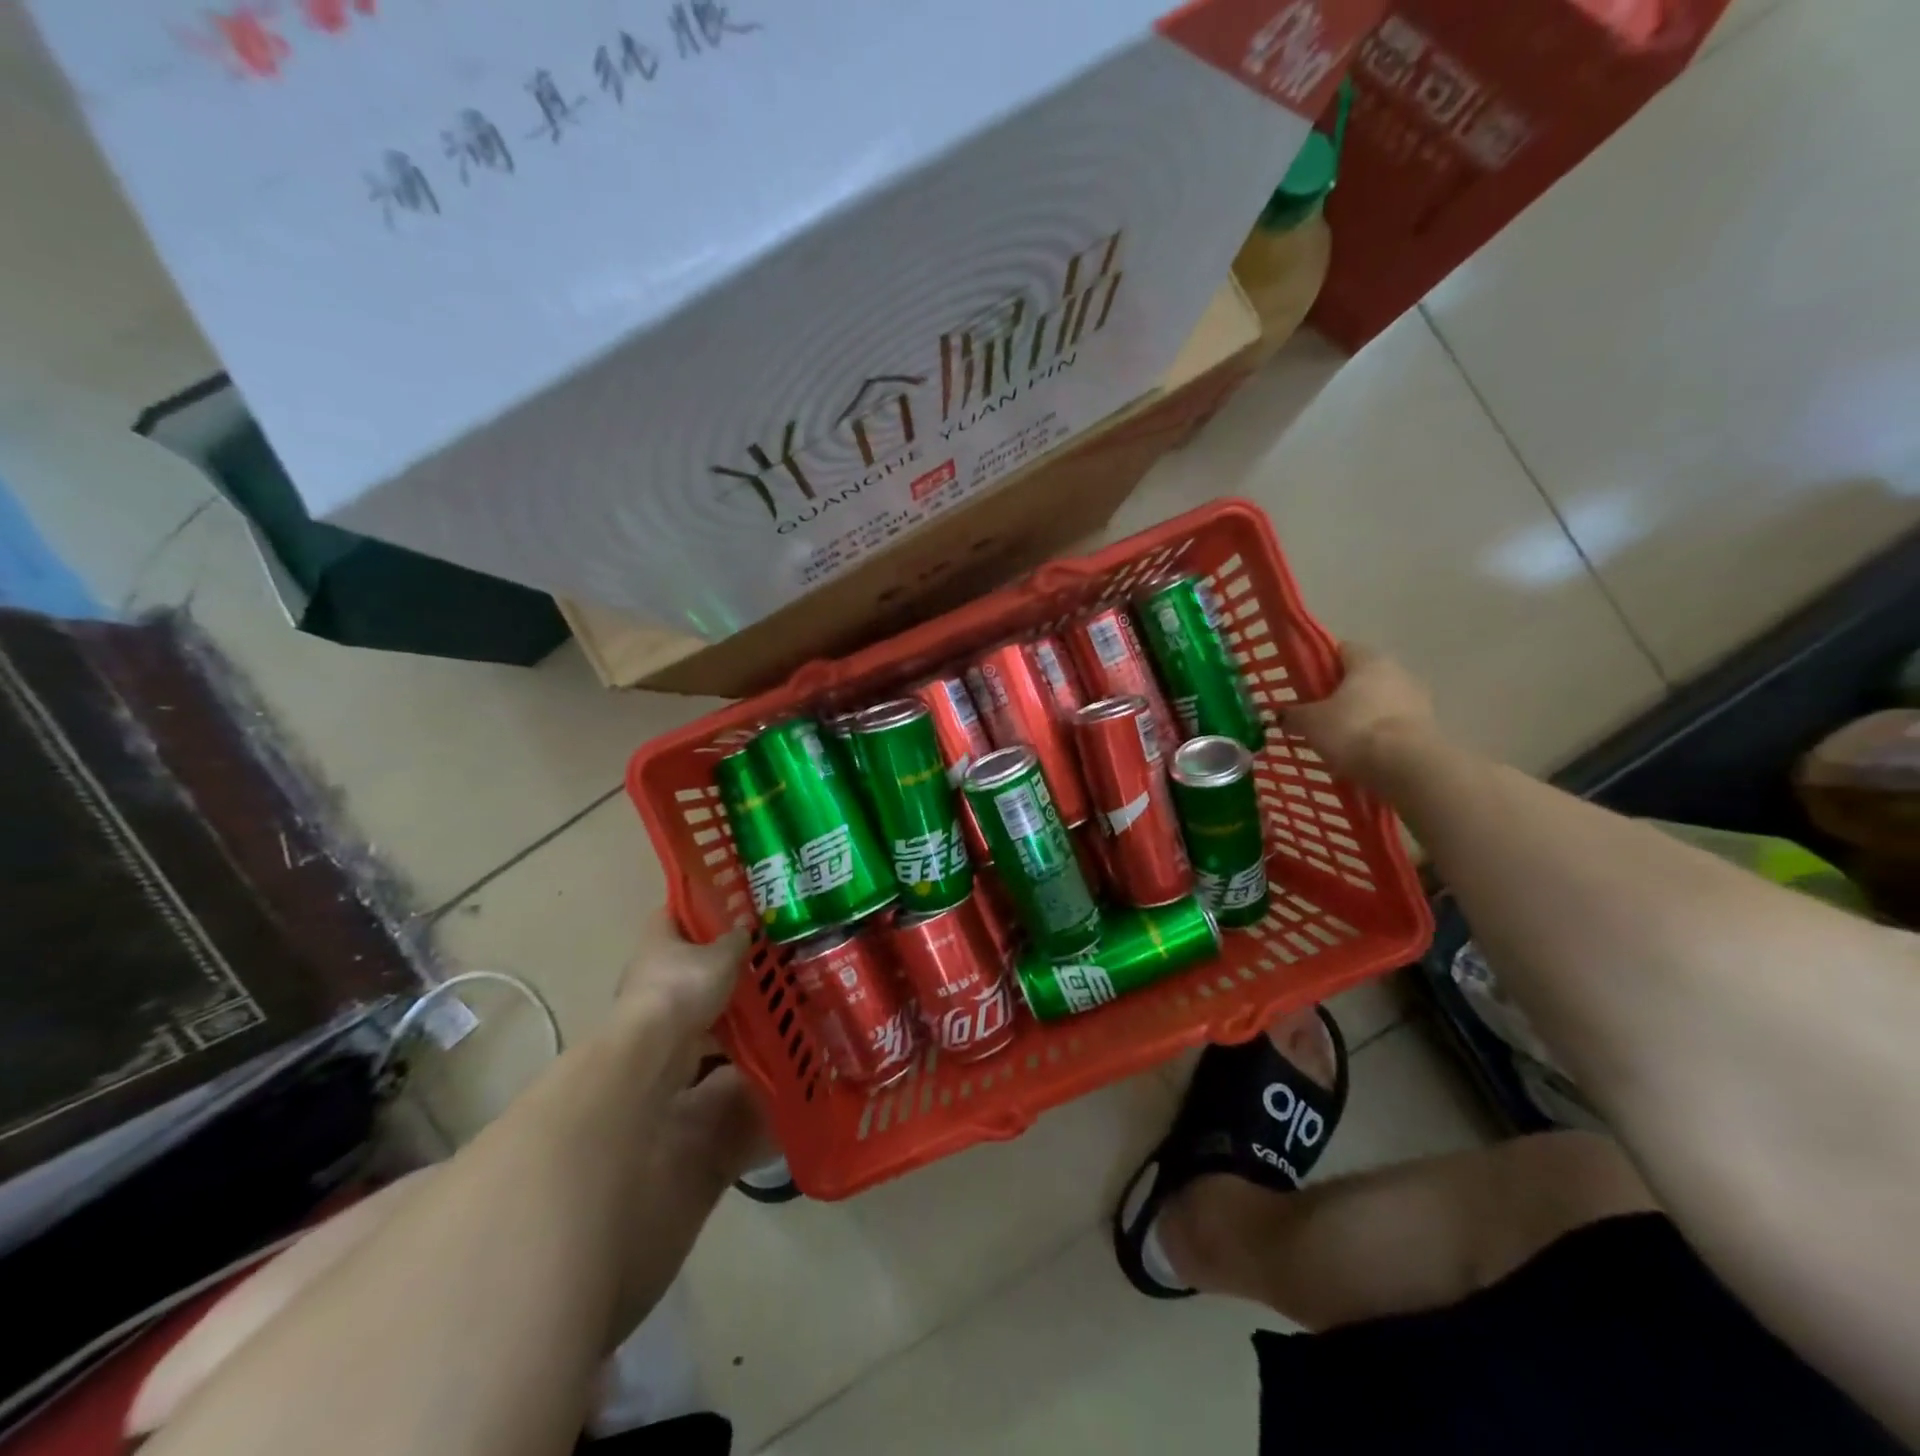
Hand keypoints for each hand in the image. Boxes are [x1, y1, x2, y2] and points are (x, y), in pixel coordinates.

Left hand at [614, 908, 746, 1034]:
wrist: (655, 1049)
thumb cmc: (685, 987)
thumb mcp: (723, 956)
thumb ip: (735, 940)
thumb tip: (743, 928)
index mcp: (658, 938)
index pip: (673, 912)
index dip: (697, 907)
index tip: (724, 909)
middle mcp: (650, 966)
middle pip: (684, 952)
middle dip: (712, 954)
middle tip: (745, 950)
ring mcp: (654, 1001)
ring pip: (690, 988)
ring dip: (714, 991)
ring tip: (749, 987)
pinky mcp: (663, 1032)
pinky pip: (695, 1021)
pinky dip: (715, 1023)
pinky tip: (742, 1021)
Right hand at [1286, 643, 1437, 787]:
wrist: (1407, 767)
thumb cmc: (1353, 730)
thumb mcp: (1309, 722)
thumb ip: (1292, 715)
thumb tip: (1280, 714)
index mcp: (1369, 660)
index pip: (1340, 649)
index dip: (1319, 664)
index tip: (1303, 685)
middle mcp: (1398, 671)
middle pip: (1361, 677)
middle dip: (1340, 694)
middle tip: (1317, 715)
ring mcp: (1418, 700)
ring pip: (1379, 702)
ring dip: (1361, 716)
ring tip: (1338, 740)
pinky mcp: (1428, 728)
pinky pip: (1393, 726)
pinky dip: (1377, 736)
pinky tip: (1361, 754)